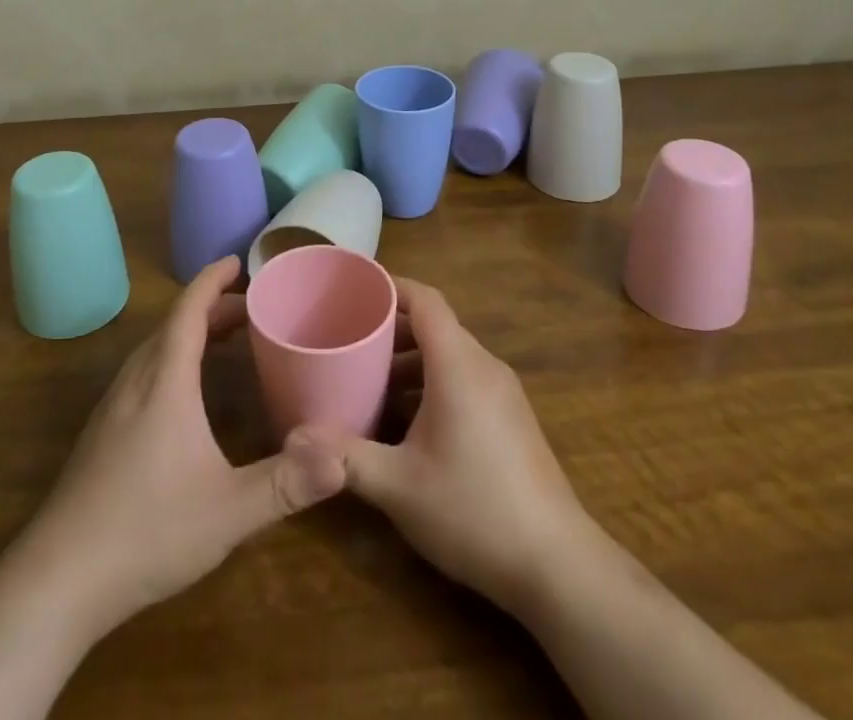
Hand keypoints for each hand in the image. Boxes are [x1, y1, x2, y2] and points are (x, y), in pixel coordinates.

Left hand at [14, 255, 347, 637]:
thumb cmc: (146, 532)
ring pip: (155, 348)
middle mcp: (136, 382)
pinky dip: (172, 358)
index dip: (212, 280)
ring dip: (190, 332)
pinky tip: (184, 393)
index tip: (237, 261)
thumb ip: (287, 483)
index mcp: (165, 381)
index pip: (188, 310)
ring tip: (224, 340)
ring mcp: (113, 407)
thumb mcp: (228, 511)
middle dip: (212, 307)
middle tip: (251, 309)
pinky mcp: (101, 433)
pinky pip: (143, 372)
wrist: (57, 580)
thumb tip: (342, 458)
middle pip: (174, 325)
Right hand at [332, 279, 604, 615]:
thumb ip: (345, 458)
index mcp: (458, 365)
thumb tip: (294, 440)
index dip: (391, 286)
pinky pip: (465, 380)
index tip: (355, 290)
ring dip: (409, 362)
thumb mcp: (398, 486)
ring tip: (369, 383)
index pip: (425, 300)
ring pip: (449, 356)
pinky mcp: (512, 420)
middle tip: (349, 341)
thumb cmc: (474, 510)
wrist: (558, 566)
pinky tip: (407, 423)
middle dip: (391, 329)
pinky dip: (431, 384)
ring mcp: (503, 394)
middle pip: (435, 326)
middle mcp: (484, 367)